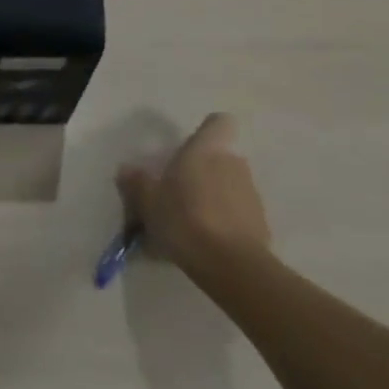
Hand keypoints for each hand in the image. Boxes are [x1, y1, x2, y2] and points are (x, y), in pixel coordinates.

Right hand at [116, 113, 270, 284]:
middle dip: (202, 172)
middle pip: (219, 159)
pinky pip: (238, 215)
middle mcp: (233, 165)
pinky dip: (224, 223)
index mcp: (206, 150)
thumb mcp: (147, 201)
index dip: (206, 132)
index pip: (218, 123)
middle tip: (177, 194)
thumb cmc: (184, 219)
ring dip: (212, 199)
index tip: (189, 149)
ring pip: (229, 187)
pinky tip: (205, 244)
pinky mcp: (262, 225)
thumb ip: (136, 182)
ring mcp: (252, 195)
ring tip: (189, 225)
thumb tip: (126, 169)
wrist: (230, 266)